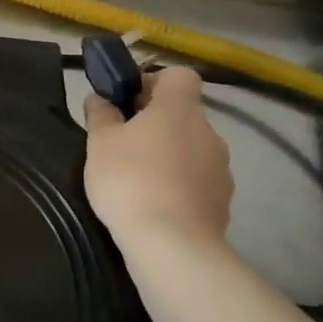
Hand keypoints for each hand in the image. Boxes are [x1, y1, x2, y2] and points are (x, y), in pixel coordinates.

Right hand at [84, 65, 233, 249]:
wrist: (172, 246)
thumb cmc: (131, 180)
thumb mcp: (100, 143)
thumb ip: (100, 115)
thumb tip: (99, 98)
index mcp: (180, 108)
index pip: (180, 76)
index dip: (155, 81)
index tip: (130, 101)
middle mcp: (208, 132)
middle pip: (184, 114)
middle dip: (157, 124)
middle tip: (124, 143)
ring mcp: (221, 169)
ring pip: (191, 148)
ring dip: (169, 155)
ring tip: (137, 179)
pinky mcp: (223, 202)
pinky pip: (198, 181)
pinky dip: (179, 185)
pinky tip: (155, 204)